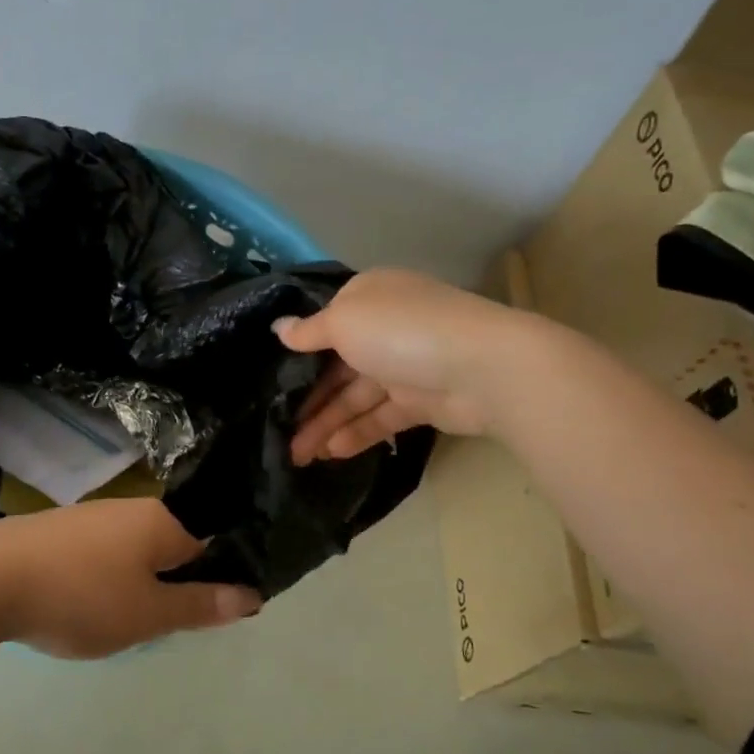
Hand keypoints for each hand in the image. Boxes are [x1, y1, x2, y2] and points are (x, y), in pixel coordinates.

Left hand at [0, 499, 261, 659]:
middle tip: (162, 626)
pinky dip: (104, 580)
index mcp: (162, 521)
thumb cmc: (81, 597)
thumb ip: (200, 606)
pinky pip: (101, 555)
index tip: (211, 615)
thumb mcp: (148, 613)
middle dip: (174, 585)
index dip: (217, 580)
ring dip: (137, 585)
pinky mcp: (58, 531)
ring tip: (121, 622)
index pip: (211, 544)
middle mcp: (131, 509)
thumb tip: (253, 595)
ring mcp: (91, 517)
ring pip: (134, 552)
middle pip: (171, 547)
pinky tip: (86, 605)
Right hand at [277, 269, 513, 463]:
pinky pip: (379, 418)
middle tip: (277, 430)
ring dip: (325, 424)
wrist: (483, 369)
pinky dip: (356, 434)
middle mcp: (385, 330)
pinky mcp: (420, 402)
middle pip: (336, 366)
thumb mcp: (344, 321)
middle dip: (307, 398)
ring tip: (296, 455)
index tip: (269, 377)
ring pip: (355, 397)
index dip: (298, 351)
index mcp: (369, 299)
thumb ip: (309, 331)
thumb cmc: (403, 332)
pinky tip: (331, 453)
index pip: (326, 323)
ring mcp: (403, 367)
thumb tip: (279, 329)